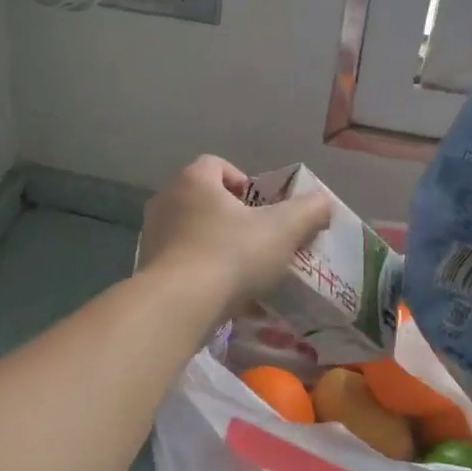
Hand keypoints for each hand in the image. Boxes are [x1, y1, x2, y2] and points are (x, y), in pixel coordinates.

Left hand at [140, 156, 333, 314]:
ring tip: (243, 272)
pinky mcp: (148, 268)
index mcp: (194, 180)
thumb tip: (323, 203)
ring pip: (192, 232)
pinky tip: (222, 295)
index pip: (217, 164)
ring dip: (216, 246)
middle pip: (204, 198)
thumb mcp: (283, 230)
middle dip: (232, 216)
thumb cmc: (231, 254)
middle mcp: (167, 200)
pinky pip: (181, 262)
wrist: (178, 306)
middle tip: (258, 238)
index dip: (243, 181)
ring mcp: (152, 235)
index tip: (262, 208)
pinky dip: (201, 273)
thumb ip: (309, 211)